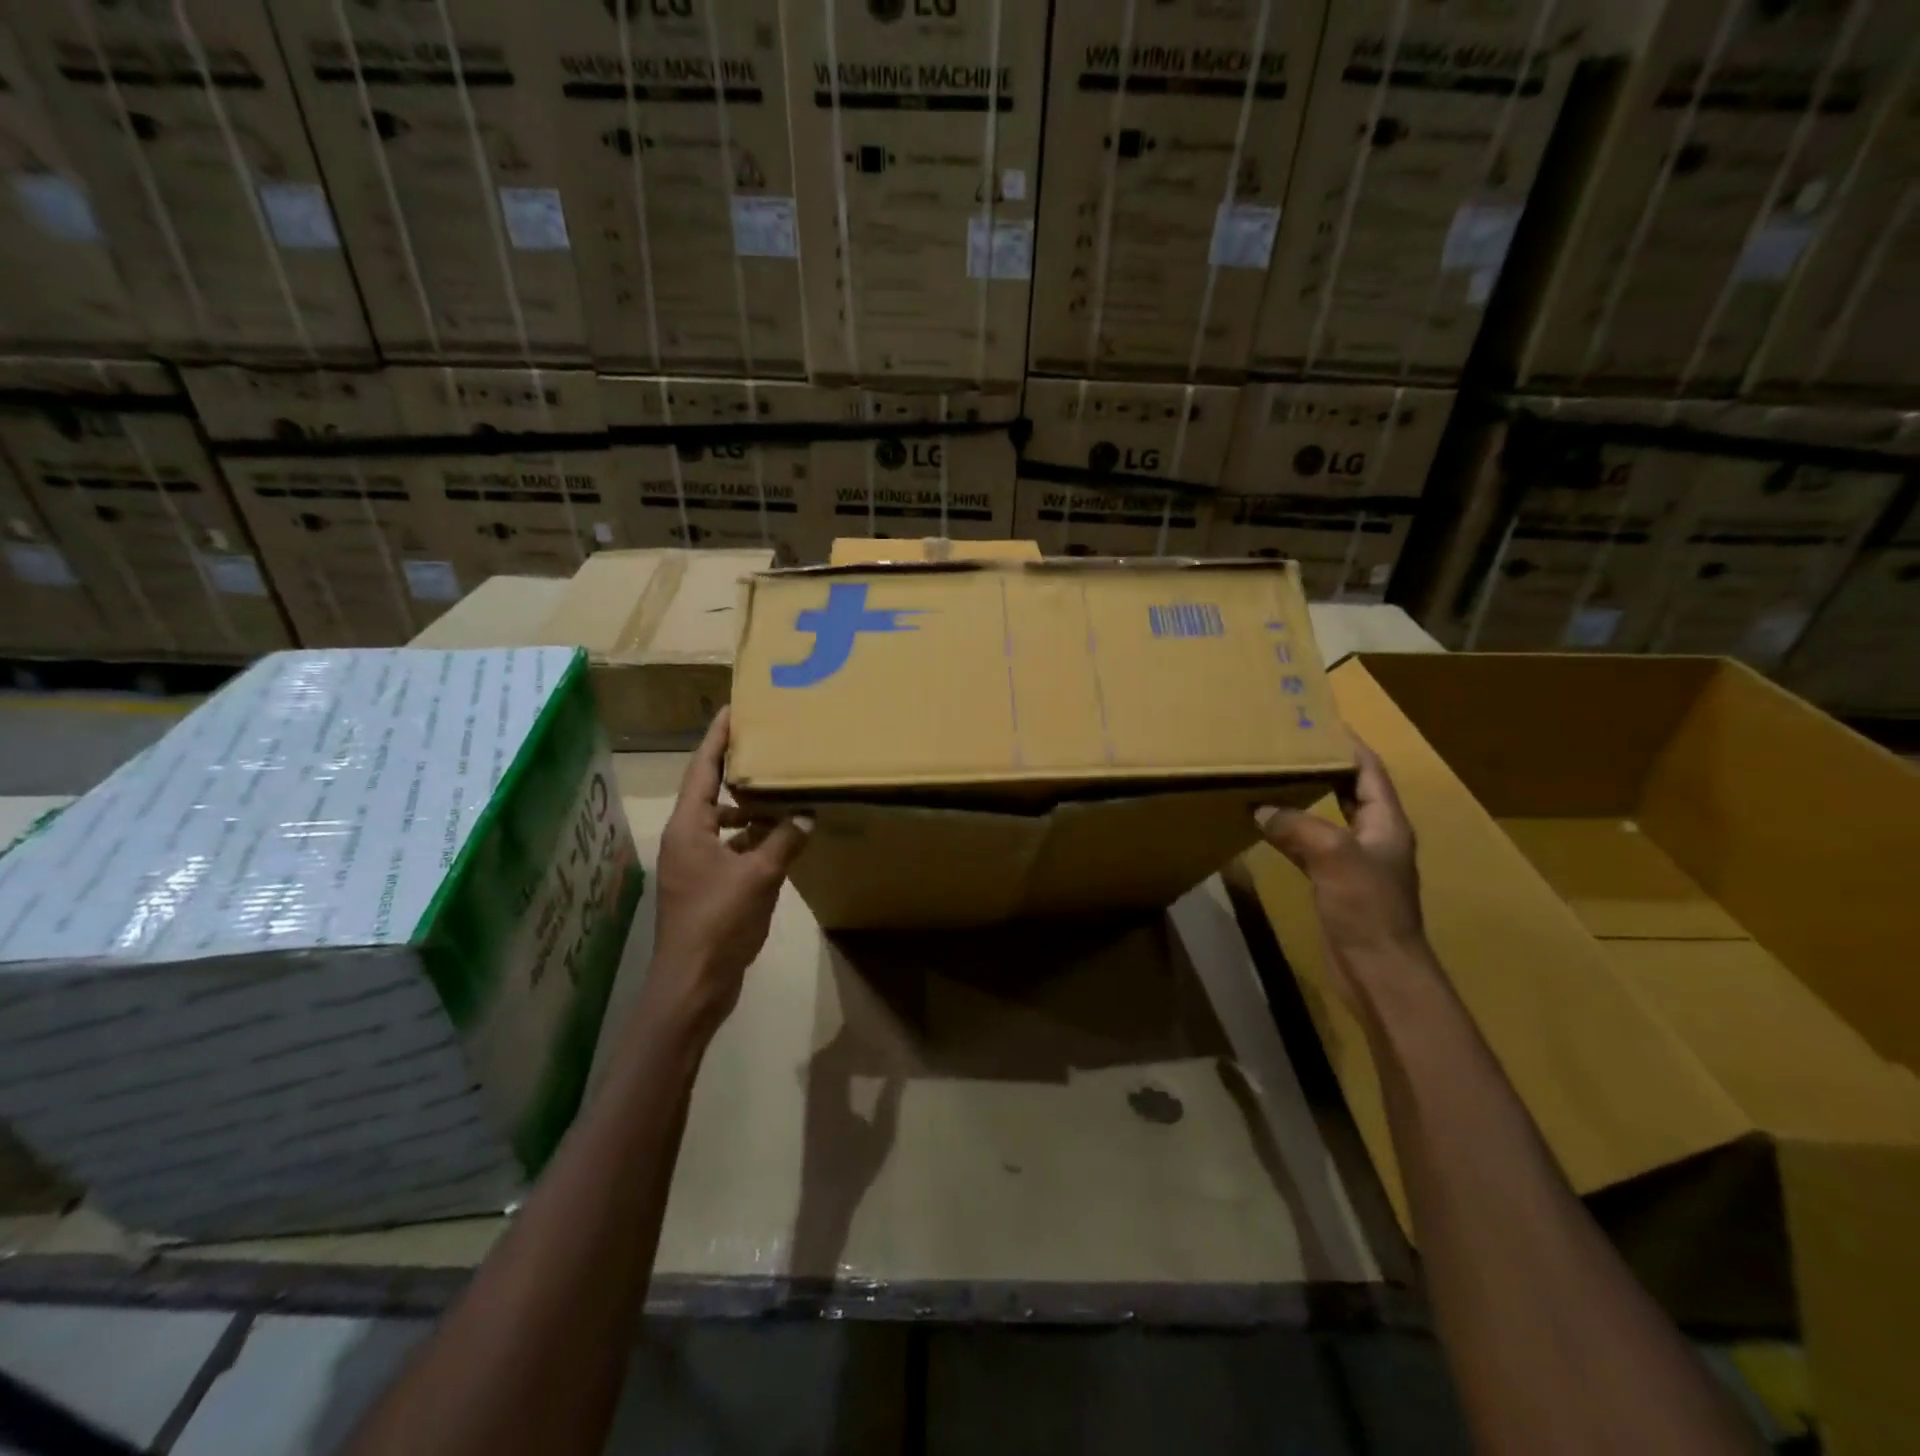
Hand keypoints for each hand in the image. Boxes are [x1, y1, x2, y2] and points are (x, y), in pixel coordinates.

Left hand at [648, 707, 809, 1038]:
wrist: (692, 983)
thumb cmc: (718, 922)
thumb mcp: (759, 876)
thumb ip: (784, 841)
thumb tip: (807, 816)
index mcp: (688, 828)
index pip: (702, 770)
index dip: (716, 739)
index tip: (732, 709)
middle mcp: (686, 839)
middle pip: (709, 792)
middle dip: (735, 770)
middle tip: (765, 745)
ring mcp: (693, 865)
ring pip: (721, 822)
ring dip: (748, 808)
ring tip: (780, 791)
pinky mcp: (705, 886)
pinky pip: (729, 848)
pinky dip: (752, 839)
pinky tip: (780, 838)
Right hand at [1254, 736, 1427, 1006]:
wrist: (1378, 969)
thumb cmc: (1367, 907)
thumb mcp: (1332, 855)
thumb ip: (1297, 825)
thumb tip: (1262, 808)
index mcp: (1386, 823)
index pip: (1369, 771)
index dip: (1348, 744)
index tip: (1319, 722)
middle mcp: (1375, 836)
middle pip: (1351, 790)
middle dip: (1324, 766)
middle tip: (1290, 747)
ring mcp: (1356, 862)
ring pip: (1328, 817)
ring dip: (1305, 797)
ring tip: (1274, 776)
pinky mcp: (1337, 884)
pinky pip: (1312, 845)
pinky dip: (1291, 831)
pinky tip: (1267, 825)